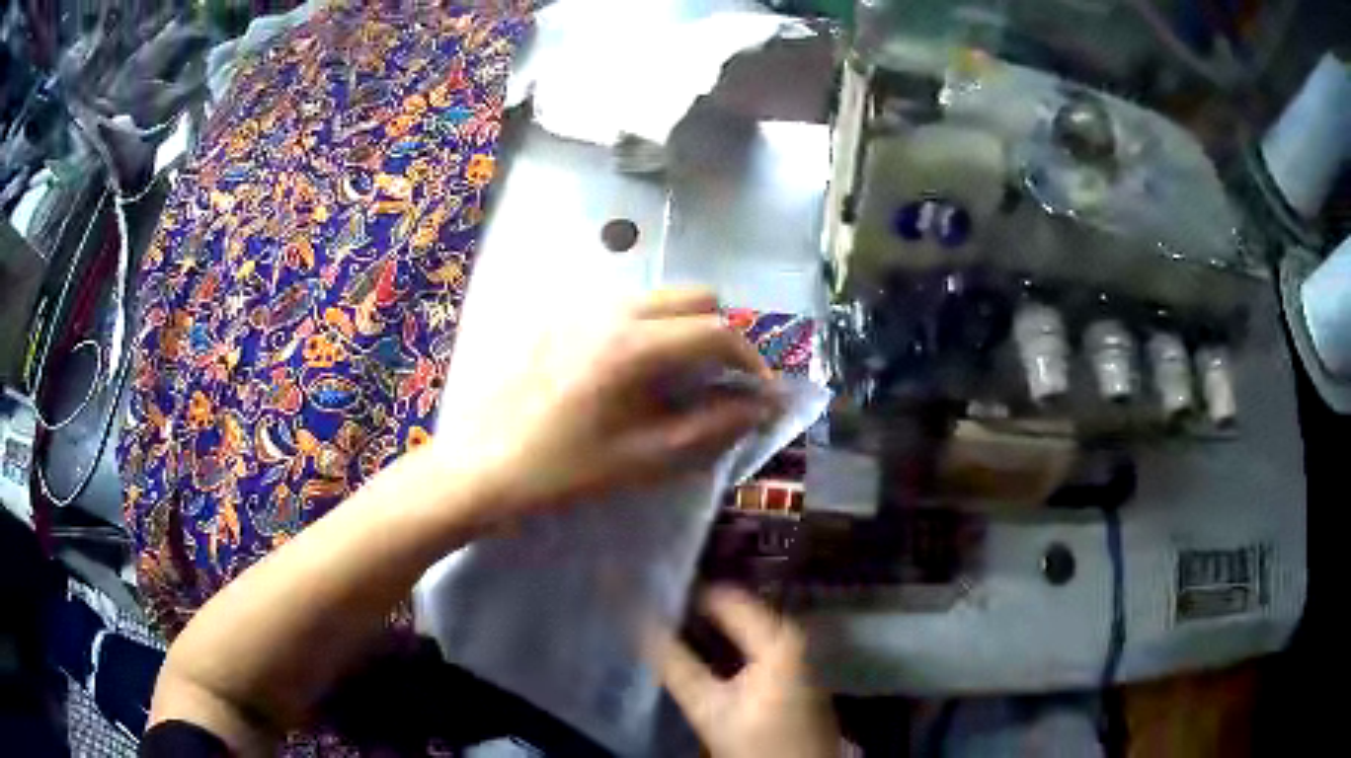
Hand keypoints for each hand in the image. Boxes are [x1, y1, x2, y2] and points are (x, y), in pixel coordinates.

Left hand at [436, 288, 777, 516]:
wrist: (483, 465)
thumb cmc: (563, 470)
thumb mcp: (645, 458)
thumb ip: (712, 427)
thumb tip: (761, 407)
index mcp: (634, 344)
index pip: (717, 331)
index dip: (750, 359)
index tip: (759, 391)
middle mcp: (612, 309)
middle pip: (695, 295)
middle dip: (721, 332)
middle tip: (721, 380)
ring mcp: (581, 306)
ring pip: (659, 296)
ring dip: (685, 326)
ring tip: (679, 377)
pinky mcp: (560, 315)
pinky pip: (624, 305)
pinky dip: (649, 326)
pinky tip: (631, 371)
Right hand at [649, 587, 840, 757]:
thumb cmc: (758, 743)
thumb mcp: (708, 708)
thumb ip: (674, 664)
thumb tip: (638, 623)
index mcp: (780, 637)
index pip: (723, 596)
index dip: (684, 593)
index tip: (649, 592)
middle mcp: (795, 634)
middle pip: (735, 609)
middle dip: (693, 610)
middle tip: (651, 608)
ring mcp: (799, 652)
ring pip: (743, 626)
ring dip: (707, 628)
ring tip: (665, 624)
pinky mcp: (795, 670)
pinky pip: (754, 642)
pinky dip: (726, 643)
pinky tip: (698, 650)